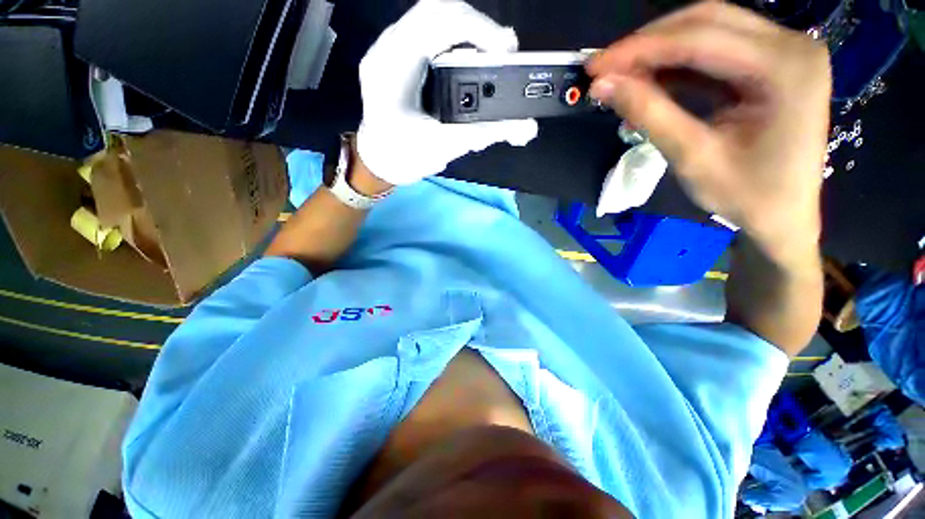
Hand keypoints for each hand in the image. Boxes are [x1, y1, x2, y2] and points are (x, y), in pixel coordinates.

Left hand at [356, 0, 537, 185]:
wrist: (379, 162)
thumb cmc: (402, 157)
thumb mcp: (444, 147)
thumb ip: (484, 134)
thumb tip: (524, 128)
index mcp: (393, 65)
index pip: (438, 19)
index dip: (480, 28)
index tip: (506, 52)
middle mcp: (390, 48)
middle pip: (439, 11)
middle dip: (478, 28)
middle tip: (503, 53)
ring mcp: (394, 50)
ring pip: (436, 20)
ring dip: (469, 34)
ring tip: (492, 57)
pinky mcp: (401, 59)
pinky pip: (432, 35)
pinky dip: (458, 44)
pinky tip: (471, 63)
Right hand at [586, 3, 830, 262]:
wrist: (784, 217)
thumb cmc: (747, 196)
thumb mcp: (693, 157)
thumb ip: (650, 115)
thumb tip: (604, 87)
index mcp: (786, 68)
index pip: (700, 38)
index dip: (640, 49)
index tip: (596, 67)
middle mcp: (791, 45)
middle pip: (706, 21)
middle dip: (648, 42)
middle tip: (605, 68)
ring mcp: (784, 52)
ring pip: (708, 30)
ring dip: (659, 51)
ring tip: (621, 75)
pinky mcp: (770, 65)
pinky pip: (715, 51)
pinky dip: (676, 64)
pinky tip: (649, 79)